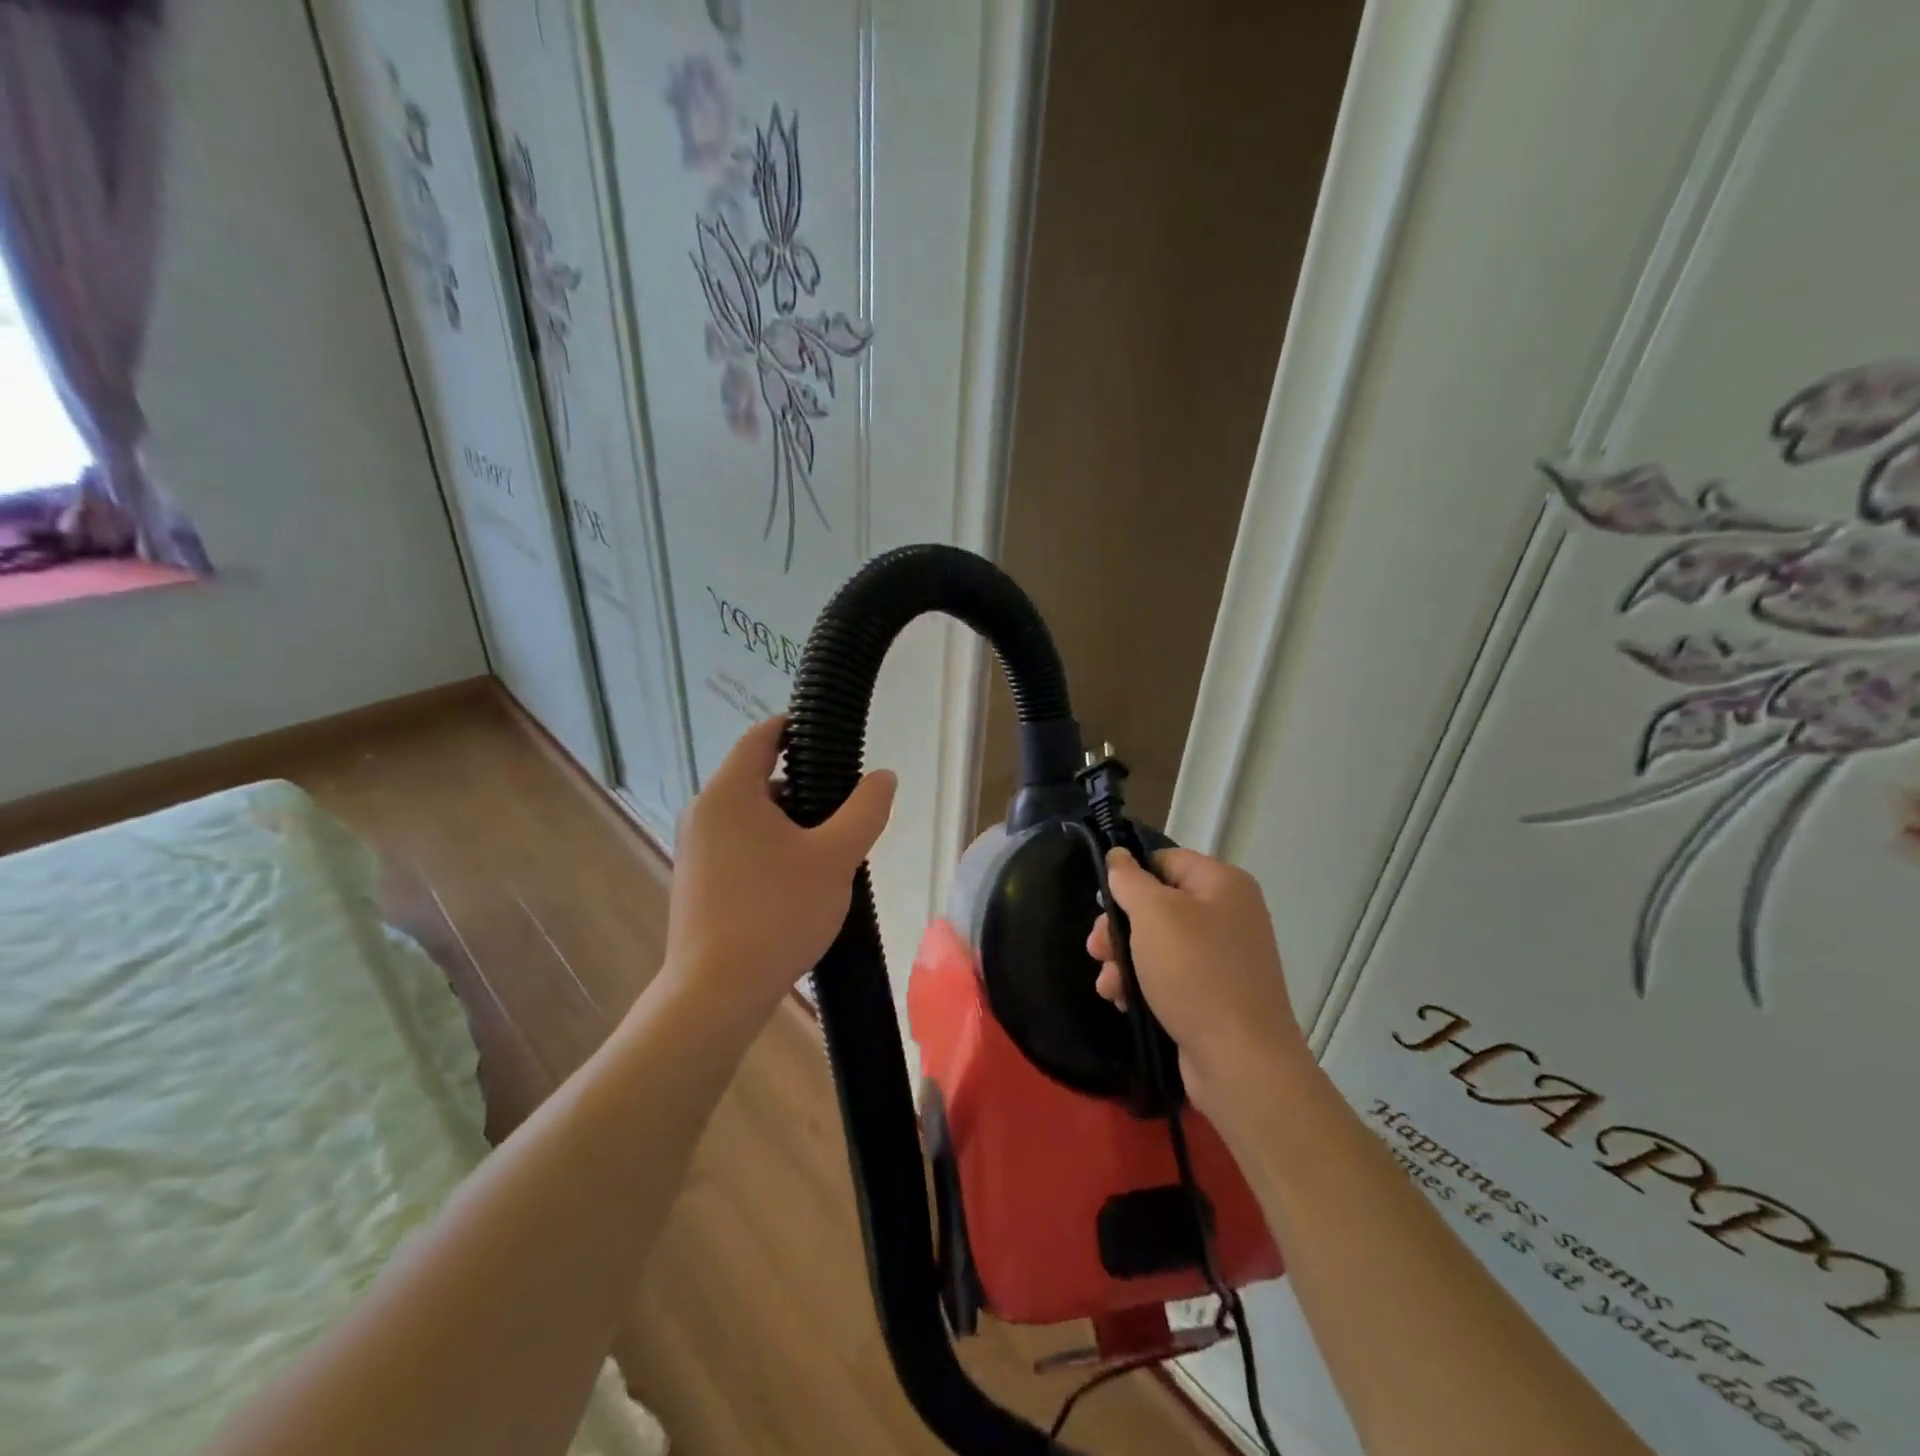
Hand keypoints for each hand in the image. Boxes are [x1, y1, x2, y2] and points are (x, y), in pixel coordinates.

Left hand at [659, 717, 895, 1029]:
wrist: (717, 992)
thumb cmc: (777, 913)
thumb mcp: (835, 857)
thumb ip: (865, 810)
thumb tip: (883, 777)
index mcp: (730, 792)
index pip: (763, 735)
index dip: (798, 728)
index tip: (832, 740)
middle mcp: (704, 812)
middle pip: (761, 778)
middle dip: (806, 787)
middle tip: (846, 811)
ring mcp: (696, 848)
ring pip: (753, 816)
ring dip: (791, 823)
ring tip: (829, 852)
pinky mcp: (698, 880)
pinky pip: (741, 845)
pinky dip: (772, 847)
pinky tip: (800, 882)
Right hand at [1087, 847, 1308, 1114]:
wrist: (1241, 1061)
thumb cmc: (1195, 973)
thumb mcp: (1154, 915)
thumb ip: (1130, 880)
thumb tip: (1119, 856)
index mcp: (1223, 883)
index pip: (1165, 860)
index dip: (1130, 877)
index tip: (1103, 902)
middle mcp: (1228, 913)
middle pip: (1158, 904)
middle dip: (1120, 927)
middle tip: (1096, 949)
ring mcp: (1224, 956)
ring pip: (1158, 942)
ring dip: (1124, 959)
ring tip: (1107, 984)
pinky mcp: (1215, 993)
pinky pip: (1170, 974)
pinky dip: (1143, 983)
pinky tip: (1123, 1000)